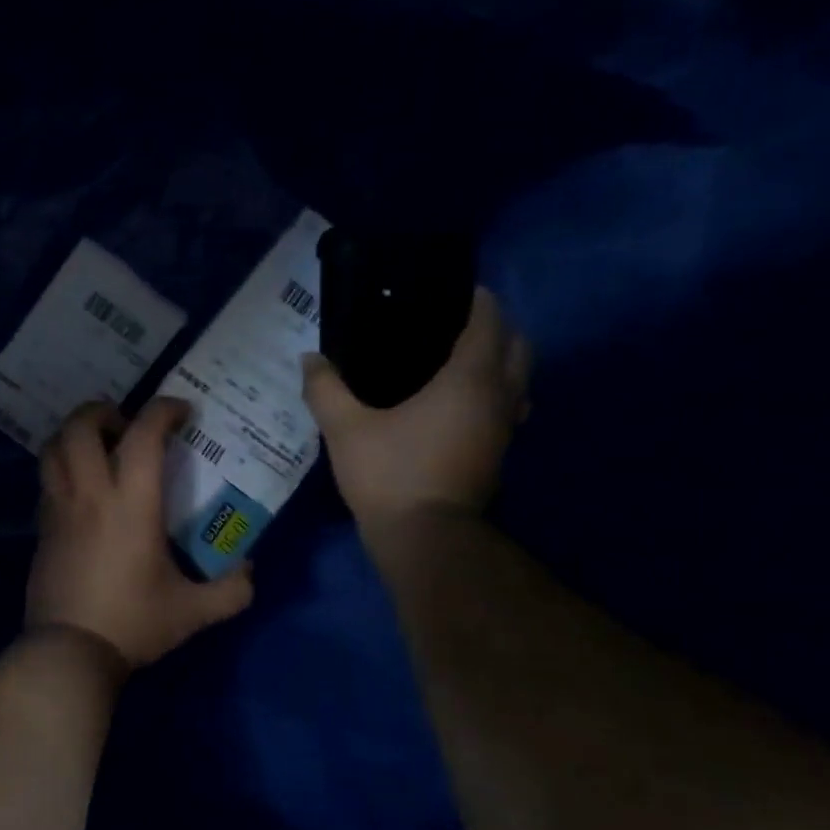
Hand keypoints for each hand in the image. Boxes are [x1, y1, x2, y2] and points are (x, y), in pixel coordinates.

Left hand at [26, 398, 255, 669]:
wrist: (69, 651)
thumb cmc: (133, 623)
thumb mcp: (193, 612)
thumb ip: (231, 591)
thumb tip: (250, 571)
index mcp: (131, 504)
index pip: (143, 435)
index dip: (163, 411)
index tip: (181, 412)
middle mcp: (90, 495)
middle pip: (80, 427)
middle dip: (102, 410)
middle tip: (125, 423)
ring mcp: (59, 509)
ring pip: (53, 448)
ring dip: (74, 434)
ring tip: (98, 446)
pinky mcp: (42, 529)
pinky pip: (47, 480)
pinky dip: (63, 467)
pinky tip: (82, 488)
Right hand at [302, 286, 531, 536]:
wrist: (424, 538)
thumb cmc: (389, 475)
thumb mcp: (346, 429)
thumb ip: (325, 389)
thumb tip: (310, 358)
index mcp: (469, 379)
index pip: (490, 322)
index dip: (477, 300)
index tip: (455, 291)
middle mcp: (498, 397)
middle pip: (519, 346)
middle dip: (498, 328)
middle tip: (457, 325)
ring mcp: (504, 428)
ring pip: (519, 380)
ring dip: (502, 363)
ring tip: (461, 362)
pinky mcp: (499, 454)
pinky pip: (509, 408)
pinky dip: (495, 394)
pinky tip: (459, 406)